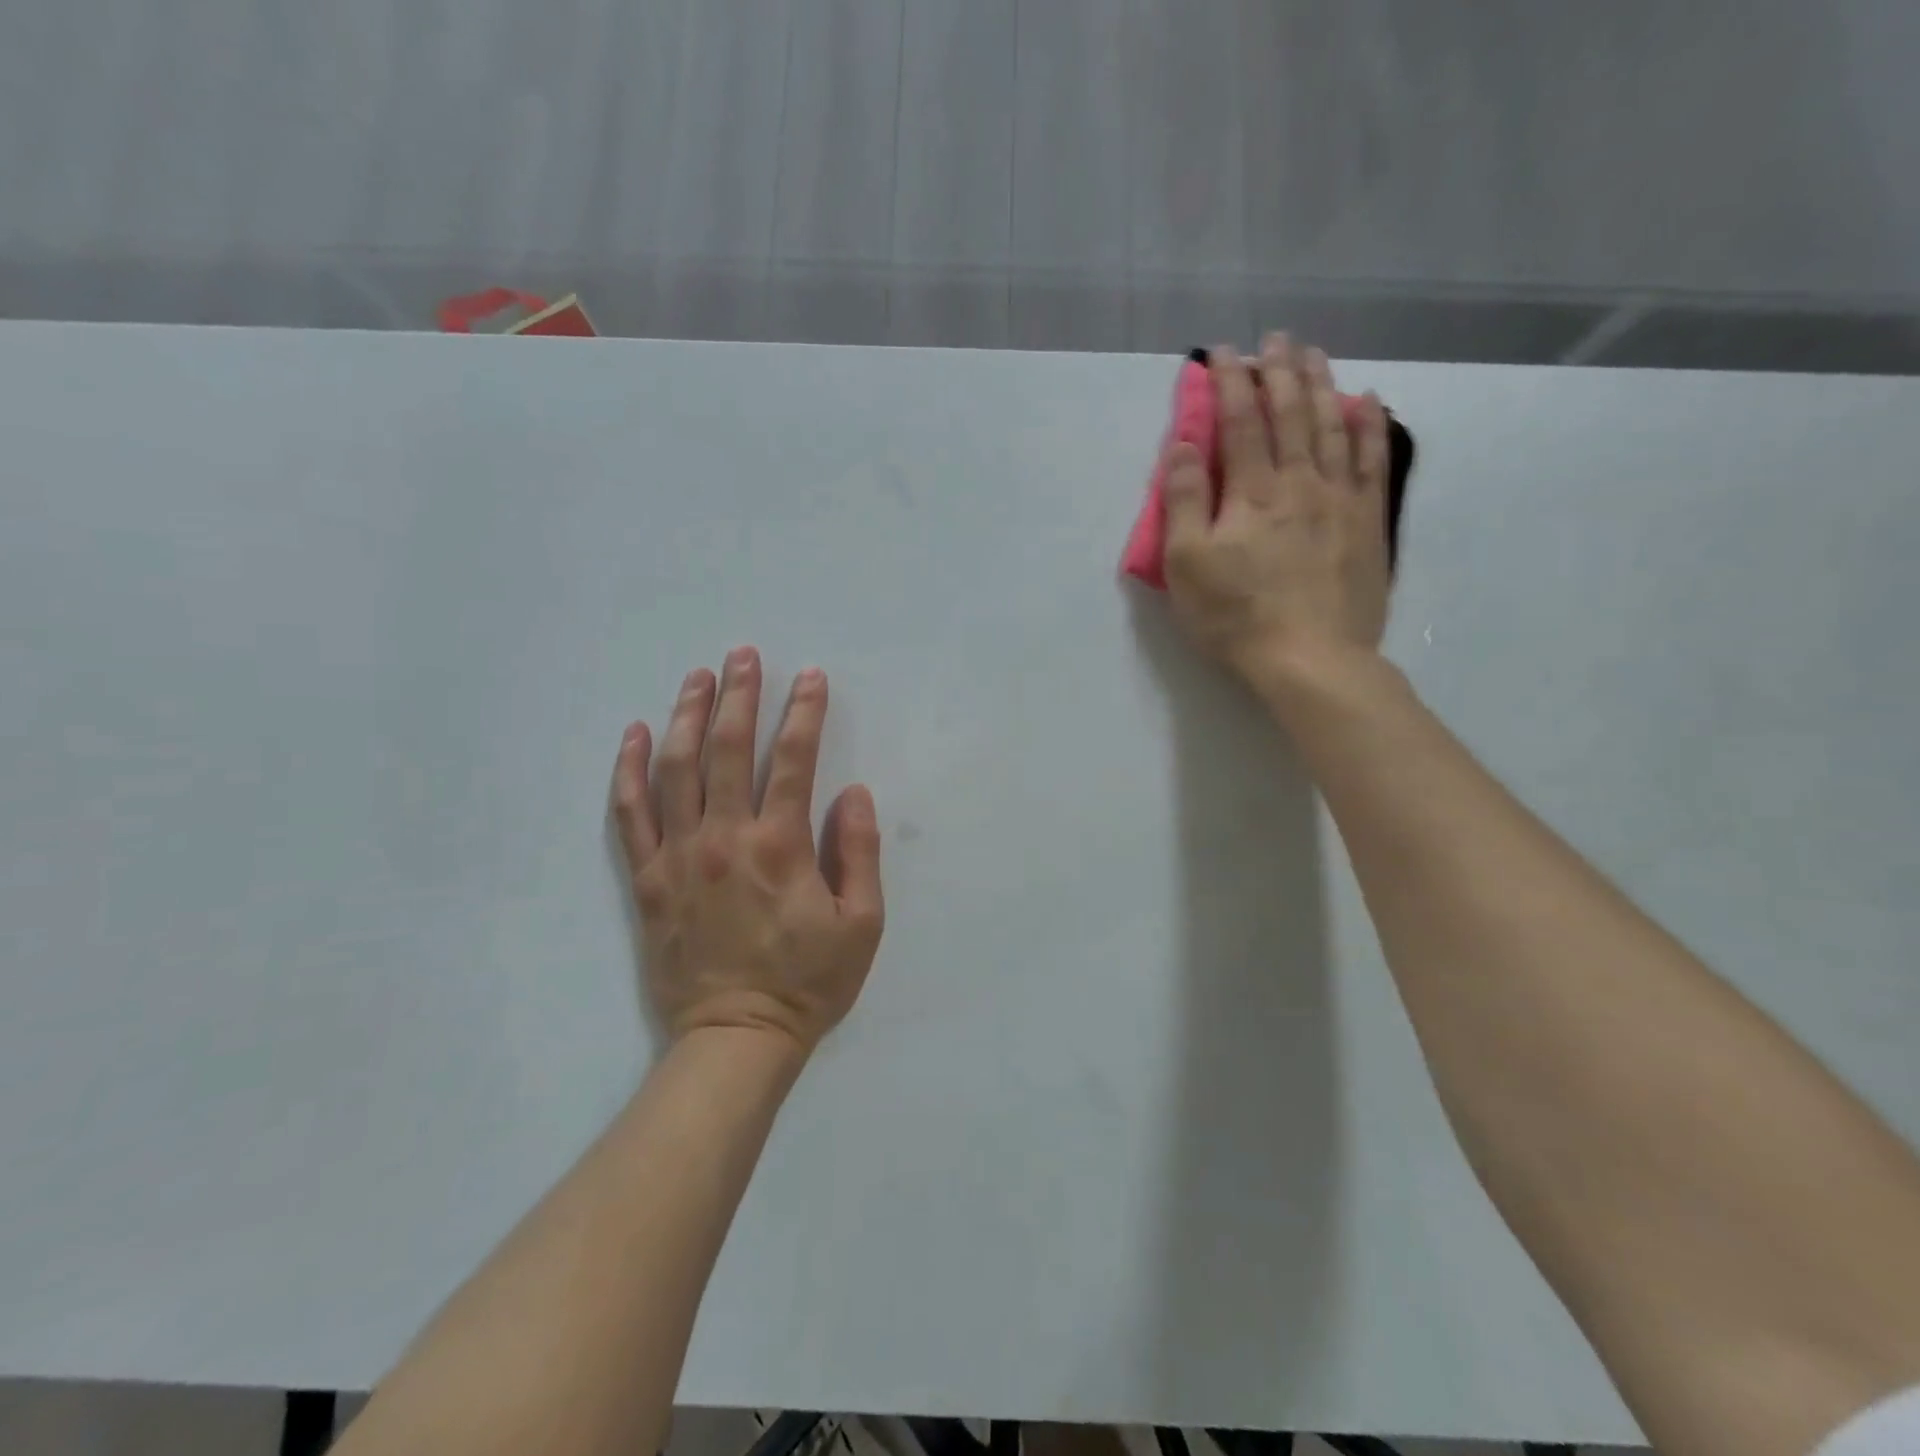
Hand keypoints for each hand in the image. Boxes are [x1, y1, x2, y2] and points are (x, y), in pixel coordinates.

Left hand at [610, 647, 884, 1053]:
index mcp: (780, 846)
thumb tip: (854, 794)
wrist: (736, 1038)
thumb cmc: (807, 982)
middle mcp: (724, 838)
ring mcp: (678, 857)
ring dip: (688, 716)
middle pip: (728, 749)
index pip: (794, 760)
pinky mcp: (647, 880)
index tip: (811, 677)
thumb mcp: (861, 924)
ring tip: (698, 677)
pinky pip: (630, 814)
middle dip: (739, 696)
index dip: (804, 712)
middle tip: (744, 656)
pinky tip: (637, 735)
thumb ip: (860, 853)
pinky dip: (630, 770)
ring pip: (677, 769)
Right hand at [1162, 334, 1393, 699]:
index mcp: (1251, 492)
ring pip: (1332, 426)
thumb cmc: (1236, 616)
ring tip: (1314, 354)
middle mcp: (1299, 482)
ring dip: (1321, 384)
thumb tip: (1183, 444)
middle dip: (1279, 371)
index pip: (1238, 422)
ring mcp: (1341, 499)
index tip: (1222, 352)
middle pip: (1290, 413)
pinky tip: (1367, 402)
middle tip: (1275, 339)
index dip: (1229, 383)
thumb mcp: (1187, 565)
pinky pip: (1372, 461)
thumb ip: (1183, 501)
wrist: (1311, 659)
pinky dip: (1369, 426)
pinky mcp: (1368, 523)